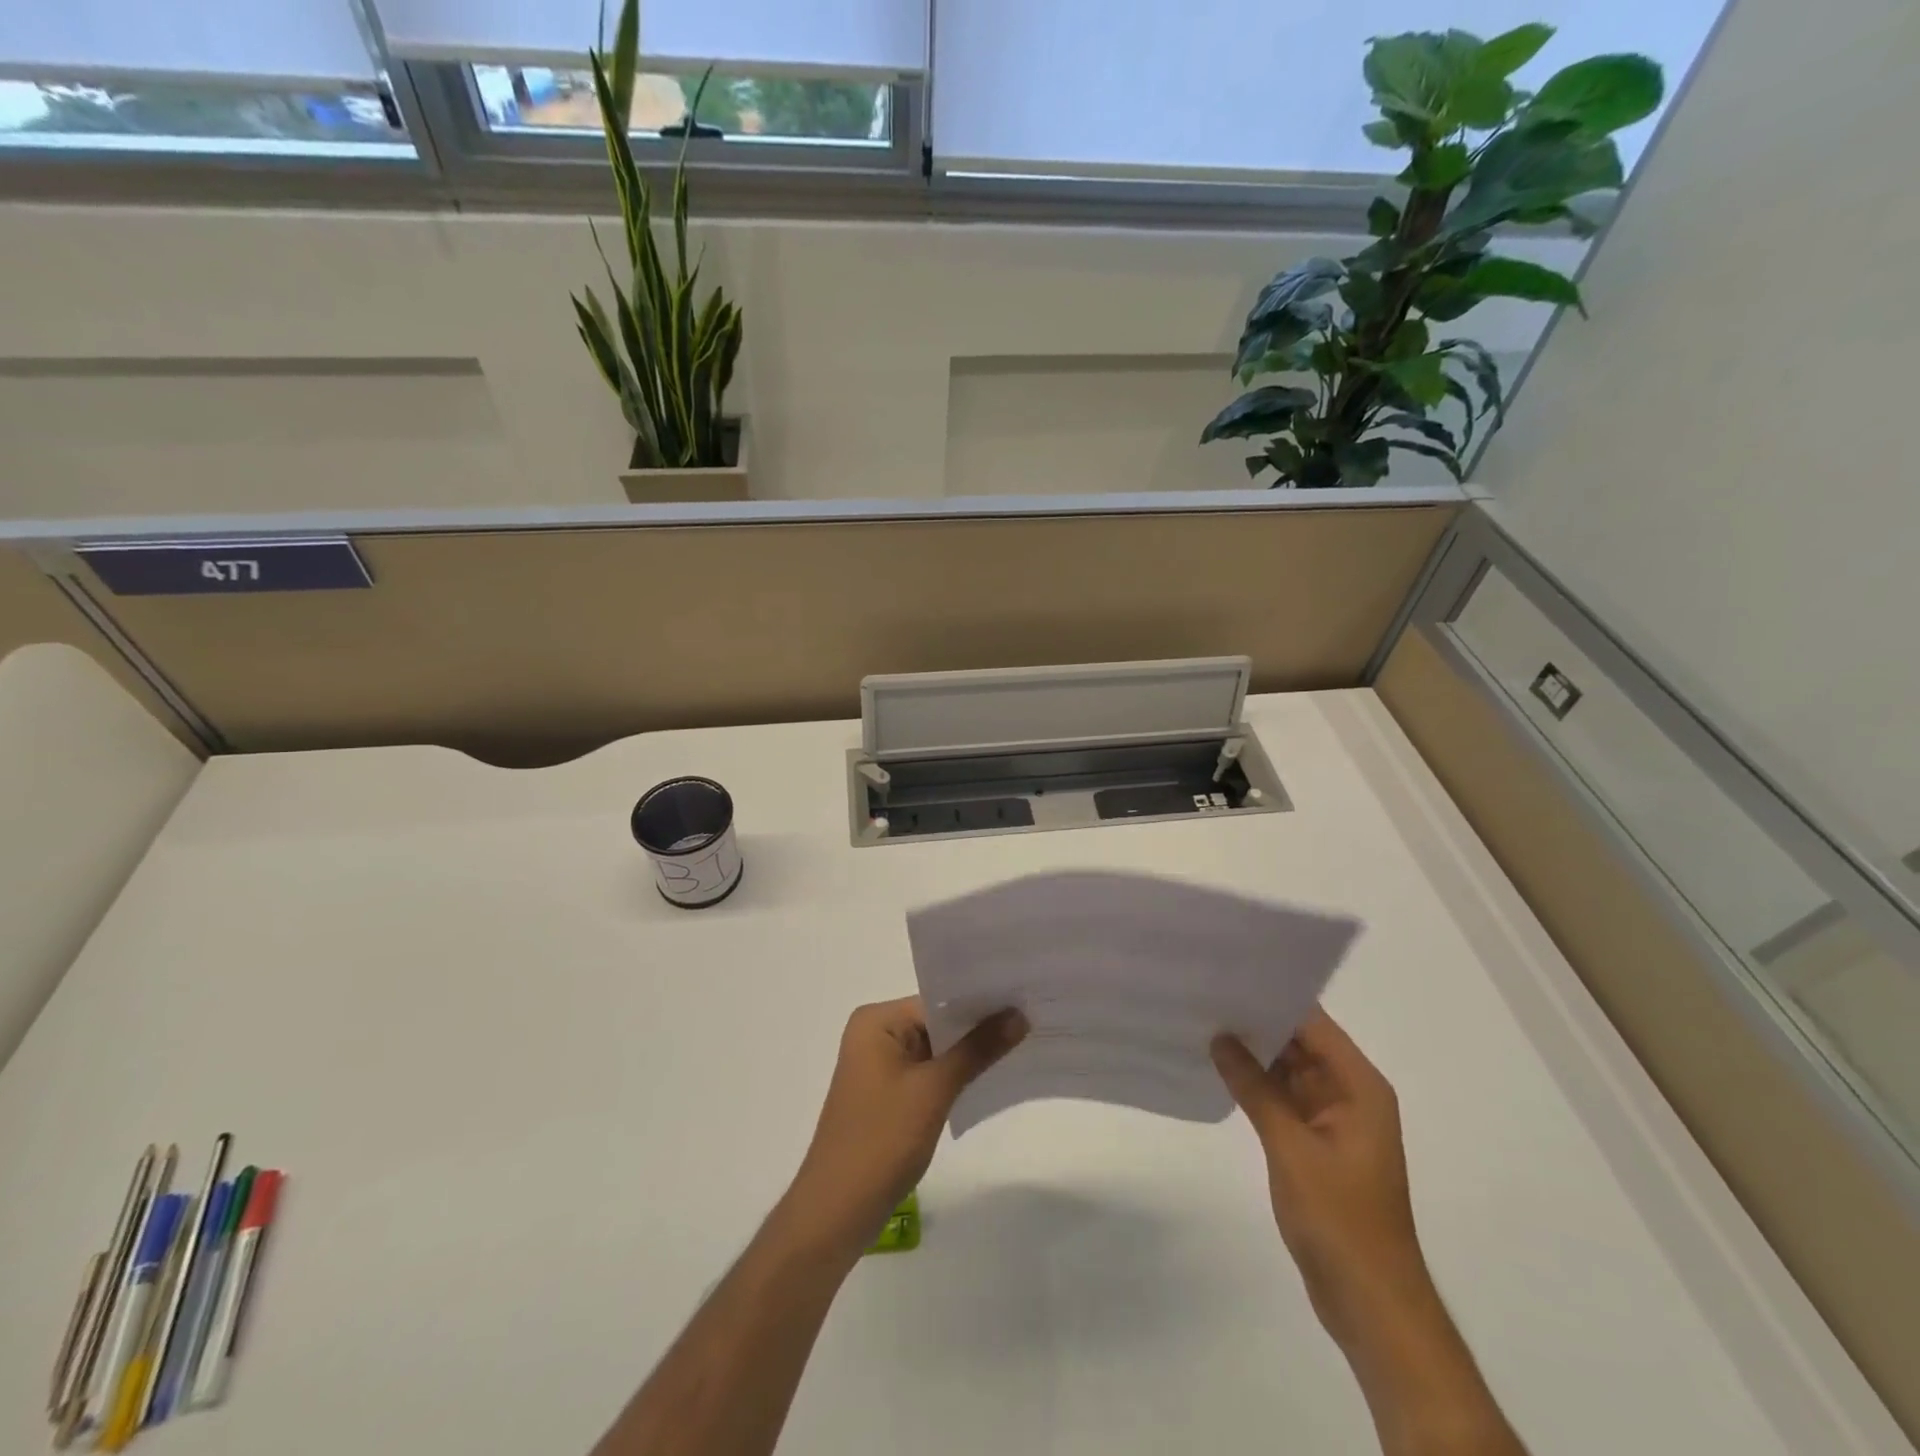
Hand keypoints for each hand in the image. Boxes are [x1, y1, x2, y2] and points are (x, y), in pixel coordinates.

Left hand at [784, 997, 1026, 1259]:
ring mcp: (880, 1066)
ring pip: (937, 1049)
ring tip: (1023, 1044)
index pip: (938, 1000)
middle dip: (980, 1028)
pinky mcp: (888, 1095)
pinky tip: (993, 1076)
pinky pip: (929, 1073)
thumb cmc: (881, 1140)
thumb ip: (977, 1049)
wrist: (837, 1212)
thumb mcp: (934, 1090)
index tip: (1025, 1000)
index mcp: (876, 1021)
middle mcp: (875, 1034)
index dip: (981, 1002)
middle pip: (938, 1022)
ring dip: (971, 1053)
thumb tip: (1019, 1014)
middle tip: (1032, 1019)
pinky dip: (956, 1076)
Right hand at [1211, 1010, 1430, 1351]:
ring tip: (1204, 1021)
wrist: (1370, 1302)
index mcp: (1359, 1086)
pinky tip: (1221, 1068)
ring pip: (1289, 1069)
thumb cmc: (1339, 1218)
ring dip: (1254, 1053)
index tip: (1229, 975)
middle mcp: (1350, 1093)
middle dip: (1257, 1021)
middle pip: (1301, 1042)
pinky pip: (1284, 1098)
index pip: (1313, 1022)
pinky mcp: (1317, 1143)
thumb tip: (1220, 1037)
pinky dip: (1257, 1084)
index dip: (1273, 996)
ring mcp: (1333, 1119)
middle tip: (1206, 994)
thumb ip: (1255, 1087)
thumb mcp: (1291, 1146)